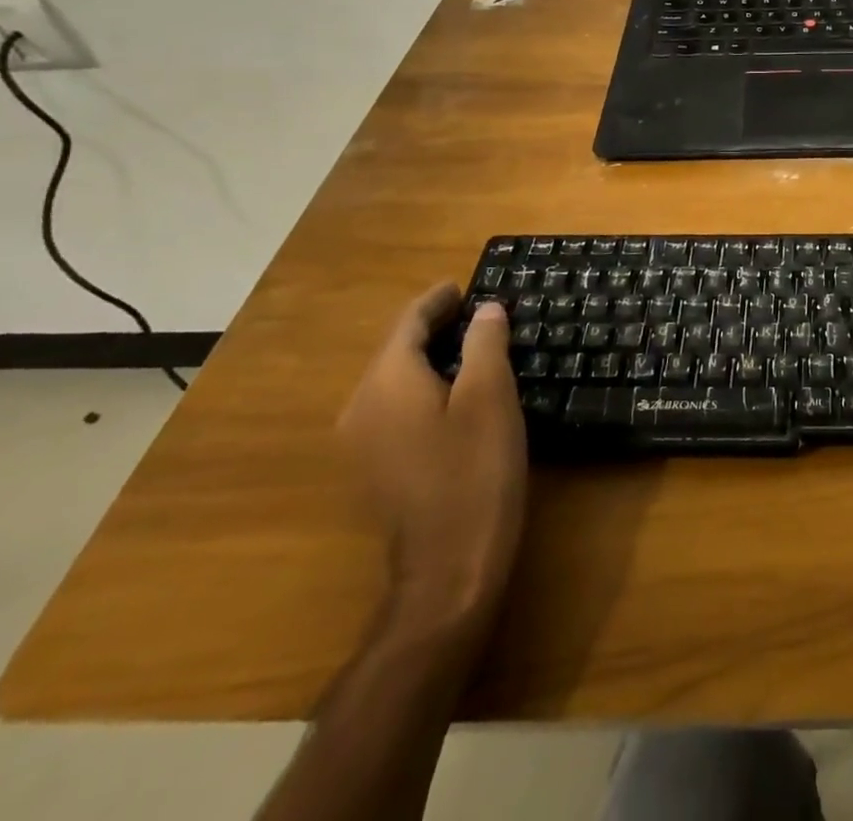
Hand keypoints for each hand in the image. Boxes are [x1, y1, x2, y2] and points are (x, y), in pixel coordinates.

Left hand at [339, 284, 527, 636]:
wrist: (448, 568)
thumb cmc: (474, 471)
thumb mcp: (490, 396)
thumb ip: (485, 343)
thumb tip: (485, 310)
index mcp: (386, 382)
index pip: (407, 323)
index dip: (437, 300)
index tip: (464, 285)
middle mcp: (361, 407)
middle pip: (396, 350)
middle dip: (434, 326)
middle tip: (477, 313)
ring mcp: (362, 442)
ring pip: (395, 379)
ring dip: (430, 356)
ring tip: (472, 345)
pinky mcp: (375, 468)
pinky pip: (396, 406)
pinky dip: (423, 385)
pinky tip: (455, 393)